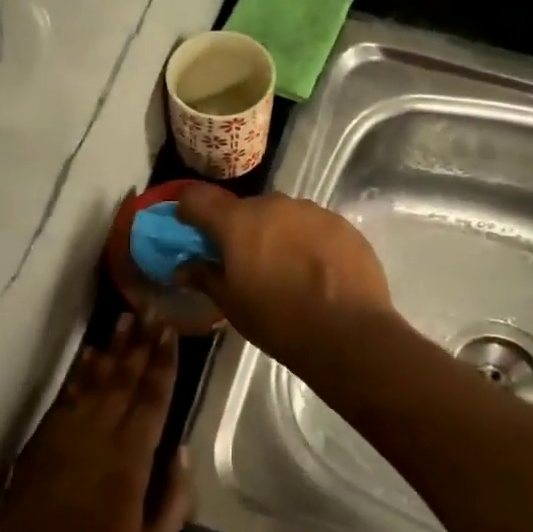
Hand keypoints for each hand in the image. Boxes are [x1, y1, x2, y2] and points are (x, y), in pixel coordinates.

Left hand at [0, 315, 191, 531]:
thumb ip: (175, 498)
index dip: (163, 362)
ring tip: (125, 318)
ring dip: (113, 348)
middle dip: (141, 343)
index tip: (171, 331)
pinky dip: (80, 372)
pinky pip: (67, 395)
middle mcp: (100, 437)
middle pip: (125, 379)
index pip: (152, 398)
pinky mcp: (43, 440)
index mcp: (131, 461)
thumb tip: (181, 450)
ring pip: (96, 380)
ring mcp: (68, 435)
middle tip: (152, 310)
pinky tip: (90, 353)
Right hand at [173, 185, 394, 374]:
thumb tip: (183, 268)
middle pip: (244, 209)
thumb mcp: (231, 304)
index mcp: (237, 222)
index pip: (198, 199)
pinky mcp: (341, 223)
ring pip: (281, 215)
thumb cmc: (278, 320)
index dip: (190, 213)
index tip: (193, 233)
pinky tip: (316, 270)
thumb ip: (204, 277)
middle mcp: (273, 205)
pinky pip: (312, 225)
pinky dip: (306, 240)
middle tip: (245, 262)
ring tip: (285, 267)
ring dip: (275, 233)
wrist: (349, 332)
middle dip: (239, 229)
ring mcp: (311, 211)